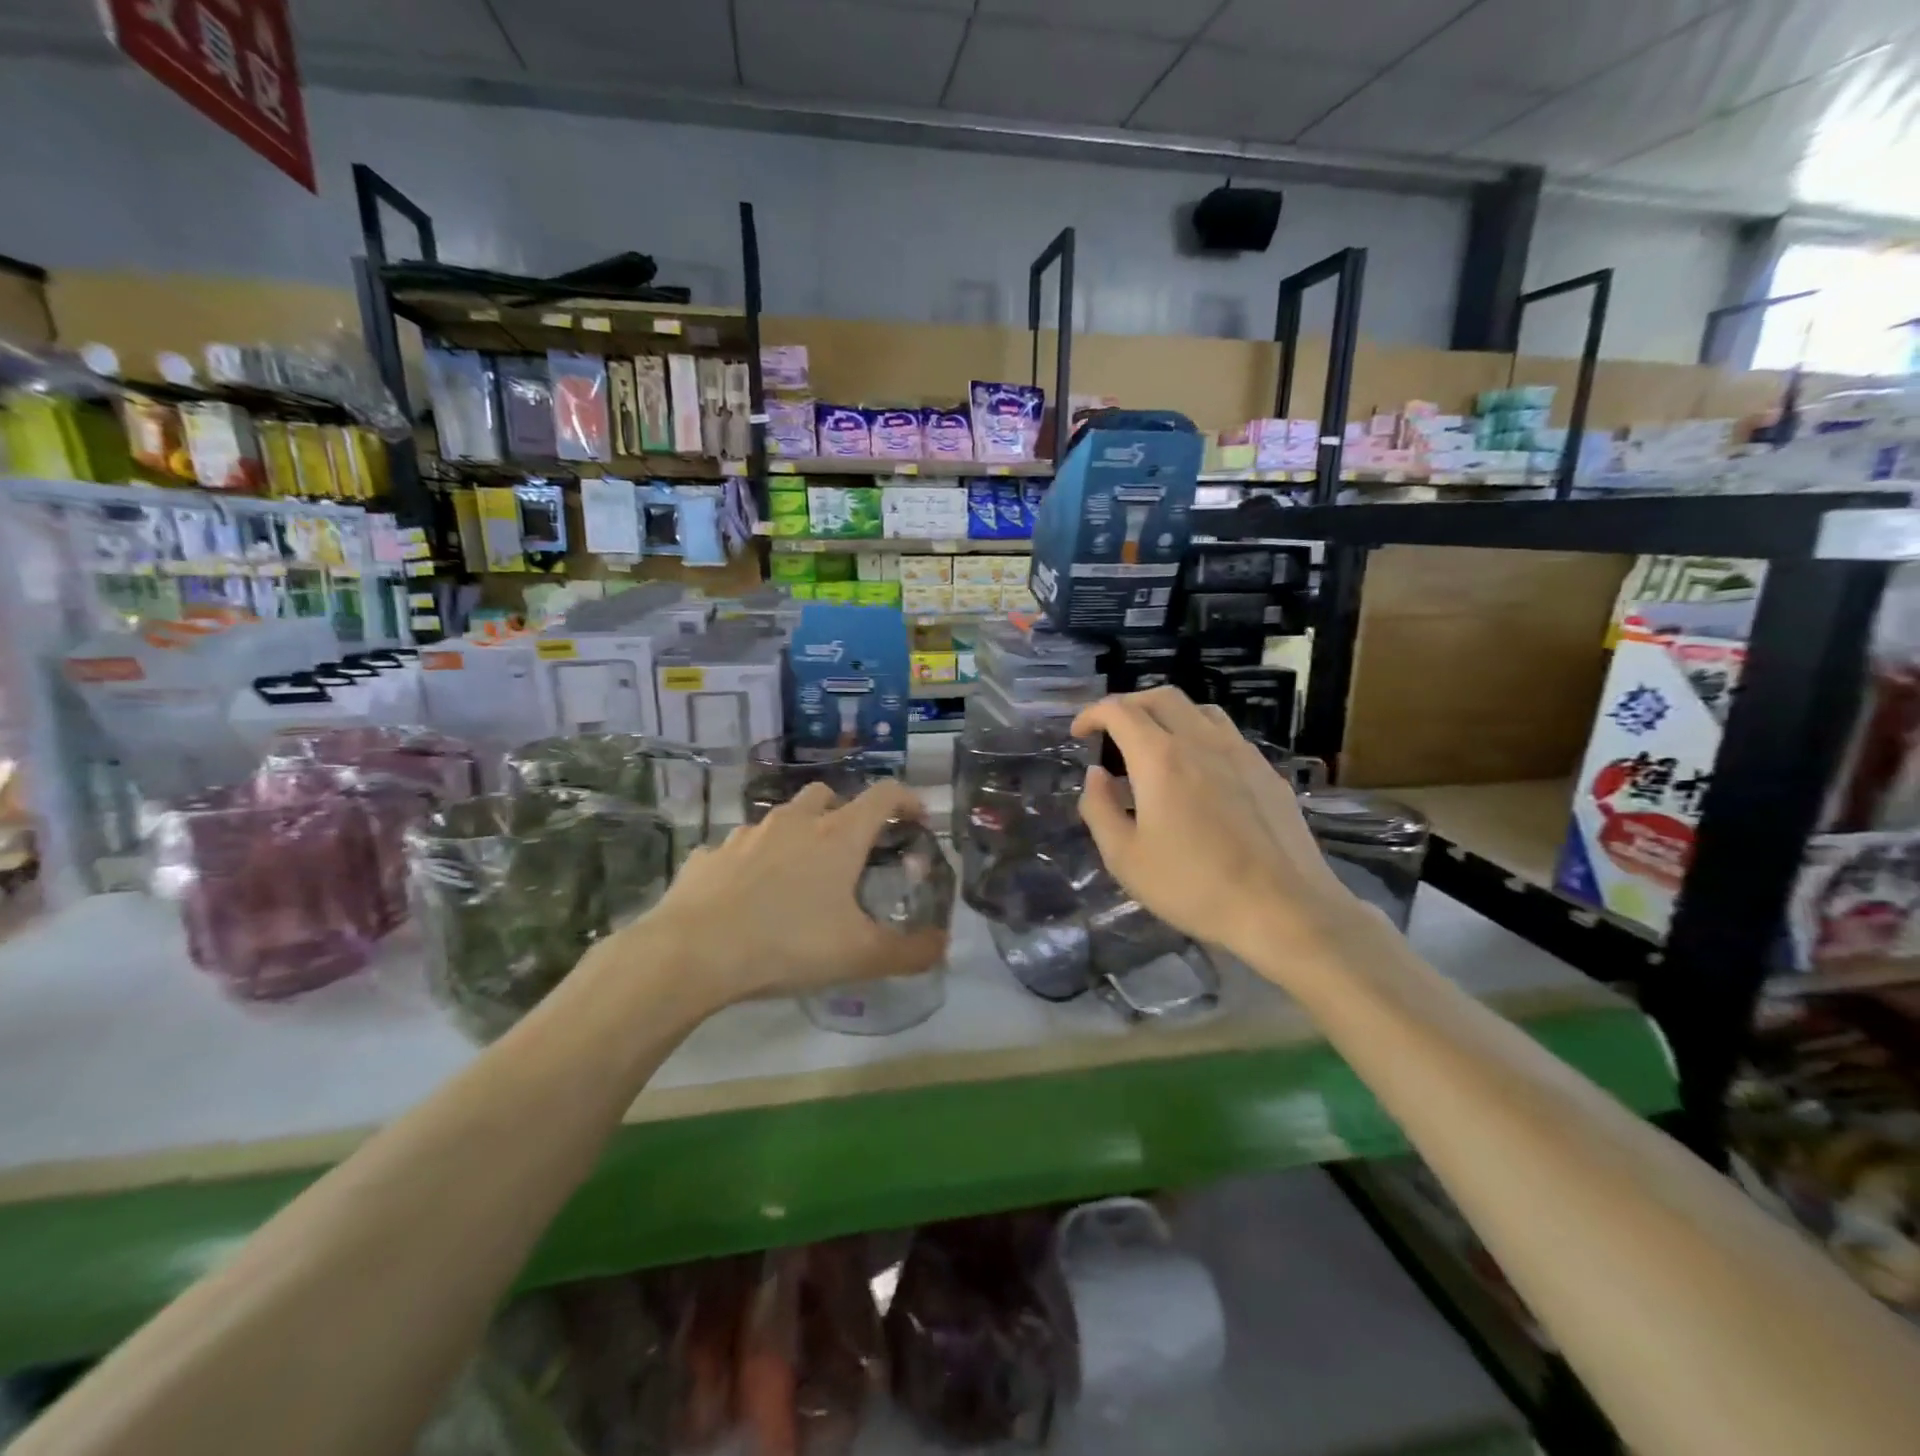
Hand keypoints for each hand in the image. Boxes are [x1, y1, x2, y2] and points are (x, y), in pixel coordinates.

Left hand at [623, 777, 947, 1007]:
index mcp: (837, 835)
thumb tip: (943, 946)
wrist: (692, 952)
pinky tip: (748, 897)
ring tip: (798, 877)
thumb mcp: (859, 956)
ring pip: (781, 819)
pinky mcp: (710, 855)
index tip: (918, 818)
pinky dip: (752, 863)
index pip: (884, 794)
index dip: (907, 799)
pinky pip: (739, 849)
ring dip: (797, 836)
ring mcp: (746, 834)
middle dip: (845, 813)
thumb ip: (909, 952)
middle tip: (851, 851)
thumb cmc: (787, 944)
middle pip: (827, 795)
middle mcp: (794, 822)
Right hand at [1071, 688, 1382, 973]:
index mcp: (1160, 758)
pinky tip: (1199, 773)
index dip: (1092, 714)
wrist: (1284, 909)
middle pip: (1161, 697)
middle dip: (1129, 705)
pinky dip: (1200, 736)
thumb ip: (1099, 808)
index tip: (1079, 733)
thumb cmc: (1194, 886)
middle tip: (1112, 731)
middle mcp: (1201, 741)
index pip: (1120, 711)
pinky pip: (1227, 735)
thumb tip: (1096, 775)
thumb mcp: (1125, 857)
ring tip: (1155, 745)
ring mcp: (1241, 753)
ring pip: (1199, 710)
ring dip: (1168, 715)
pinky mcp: (1267, 772)